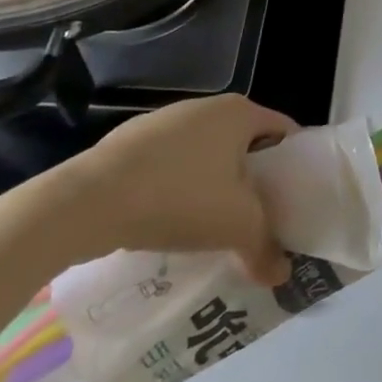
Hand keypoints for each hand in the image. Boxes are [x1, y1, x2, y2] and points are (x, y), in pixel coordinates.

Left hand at [43, 95, 297, 284]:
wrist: (87, 201)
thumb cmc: (178, 198)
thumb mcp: (235, 227)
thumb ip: (266, 247)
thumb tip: (282, 274)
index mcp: (239, 112)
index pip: (285, 131)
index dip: (295, 167)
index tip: (295, 203)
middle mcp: (207, 107)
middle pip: (246, 145)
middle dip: (254, 183)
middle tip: (259, 222)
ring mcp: (166, 121)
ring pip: (208, 156)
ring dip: (216, 188)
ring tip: (215, 229)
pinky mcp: (132, 141)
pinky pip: (172, 165)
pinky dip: (180, 189)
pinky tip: (170, 222)